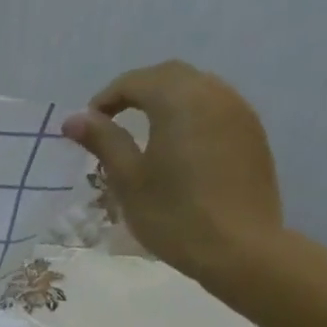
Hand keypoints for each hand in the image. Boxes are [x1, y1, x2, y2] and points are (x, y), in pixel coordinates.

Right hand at [61, 59, 283, 285]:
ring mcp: (239, 114)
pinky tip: (177, 146)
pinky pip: (215, 108)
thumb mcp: (127, 179)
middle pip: (170, 76)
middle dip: (137, 91)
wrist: (239, 249)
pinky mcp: (252, 136)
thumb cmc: (173, 214)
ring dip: (165, 100)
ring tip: (142, 132)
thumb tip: (74, 119)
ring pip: (197, 89)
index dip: (106, 98)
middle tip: (112, 122)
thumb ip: (103, 141)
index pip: (136, 81)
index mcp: (179, 101)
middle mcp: (214, 95)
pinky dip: (189, 115)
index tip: (88, 126)